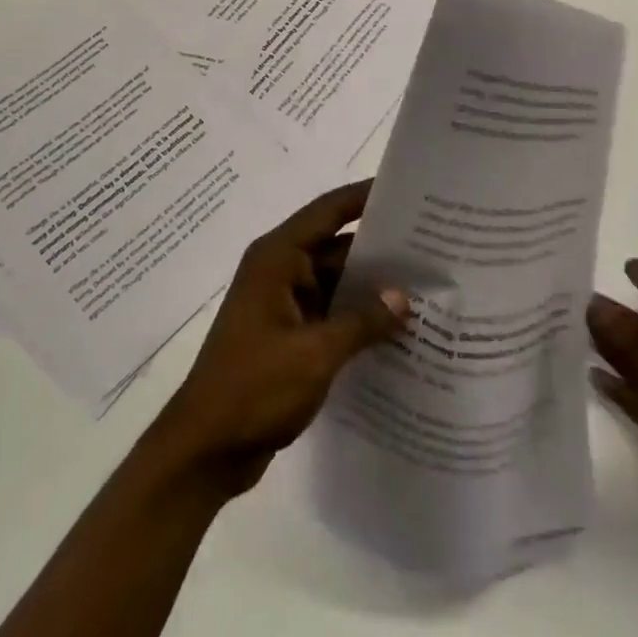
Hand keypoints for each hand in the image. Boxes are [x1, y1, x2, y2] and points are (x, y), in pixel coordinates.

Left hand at [151, 180, 409, 497]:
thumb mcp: (315, 354)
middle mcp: (278, 271)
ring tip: (425, 287)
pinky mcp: (287, 335)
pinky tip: (396, 330)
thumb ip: (362, 321)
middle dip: (377, 248)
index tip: (404, 189)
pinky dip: (356, 316)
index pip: (326, 212)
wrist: (206, 447)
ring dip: (369, 287)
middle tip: (431, 246)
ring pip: (334, 281)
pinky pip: (329, 312)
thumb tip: (403, 297)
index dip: (363, 197)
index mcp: (277, 258)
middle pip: (333, 246)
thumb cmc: (254, 387)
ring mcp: (282, 304)